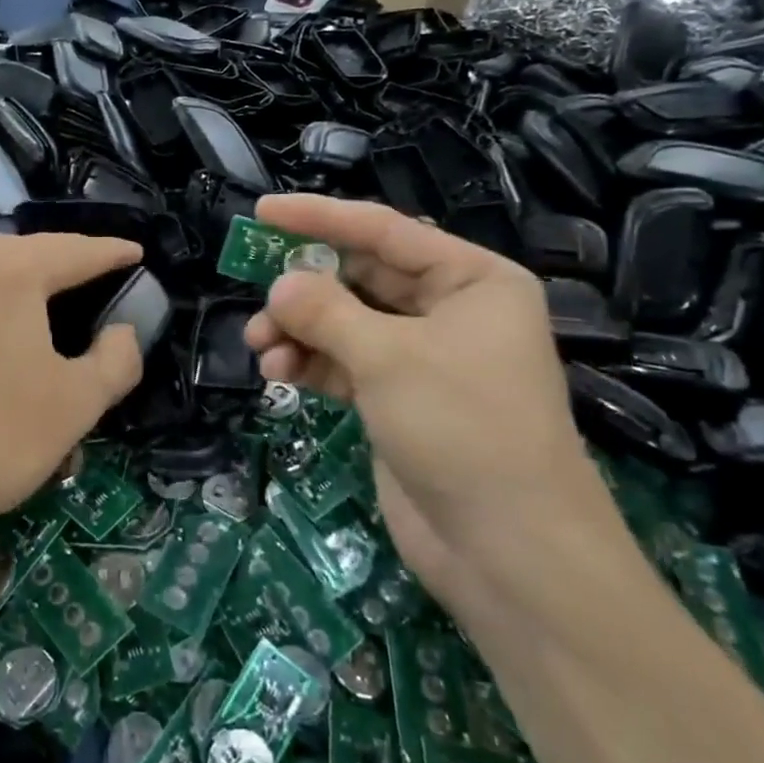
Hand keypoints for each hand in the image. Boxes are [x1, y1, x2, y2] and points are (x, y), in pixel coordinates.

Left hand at [0, 233, 144, 550]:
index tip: (134, 253)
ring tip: (31, 305)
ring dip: (12, 281)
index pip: (77, 250)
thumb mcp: (74, 406)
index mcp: (11, 271)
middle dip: (60, 261)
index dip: (112, 252)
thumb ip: (116, 361)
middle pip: (23, 251)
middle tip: (87, 279)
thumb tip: (122, 331)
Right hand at [242, 195, 638, 621]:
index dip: (319, 218)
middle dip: (304, 286)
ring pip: (346, 322)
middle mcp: (449, 310)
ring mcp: (423, 357)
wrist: (508, 551)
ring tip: (259, 346)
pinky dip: (311, 363)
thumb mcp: (388, 358)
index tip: (261, 211)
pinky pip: (345, 363)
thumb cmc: (462, 428)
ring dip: (299, 329)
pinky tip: (279, 373)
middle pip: (360, 276)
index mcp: (471, 280)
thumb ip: (325, 311)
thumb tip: (278, 284)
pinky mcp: (398, 399)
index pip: (383, 231)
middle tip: (254, 290)